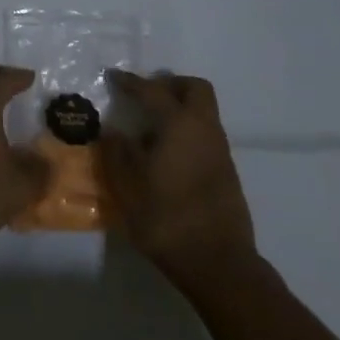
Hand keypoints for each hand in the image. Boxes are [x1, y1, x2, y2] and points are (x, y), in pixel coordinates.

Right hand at [104, 70, 256, 286]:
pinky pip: (206, 133)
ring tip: (152, 127)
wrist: (218, 262)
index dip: (131, 82)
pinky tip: (168, 154)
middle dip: (170, 85)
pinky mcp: (226, 170)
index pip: (153, 91)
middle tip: (146, 96)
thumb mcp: (128, 187)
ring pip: (204, 111)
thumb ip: (117, 153)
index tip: (114, 77)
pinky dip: (188, 130)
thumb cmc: (167, 218)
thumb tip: (113, 132)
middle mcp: (204, 128)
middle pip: (194, 89)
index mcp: (179, 124)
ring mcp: (220, 150)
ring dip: (180, 108)